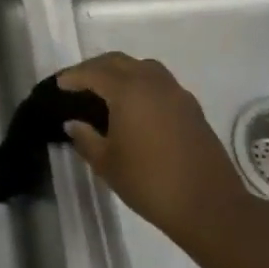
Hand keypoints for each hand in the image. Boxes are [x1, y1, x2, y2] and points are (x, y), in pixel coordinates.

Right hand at [57, 53, 256, 247]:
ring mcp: (177, 93)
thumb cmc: (150, 182)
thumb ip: (86, 138)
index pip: (94, 72)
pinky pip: (160, 83)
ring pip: (143, 68)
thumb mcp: (107, 164)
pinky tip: (136, 107)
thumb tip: (74, 123)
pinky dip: (142, 85)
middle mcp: (153, 83)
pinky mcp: (192, 108)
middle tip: (79, 82)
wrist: (209, 205)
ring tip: (107, 90)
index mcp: (128, 90)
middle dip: (95, 68)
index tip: (59, 84)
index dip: (73, 76)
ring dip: (122, 72)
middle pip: (119, 62)